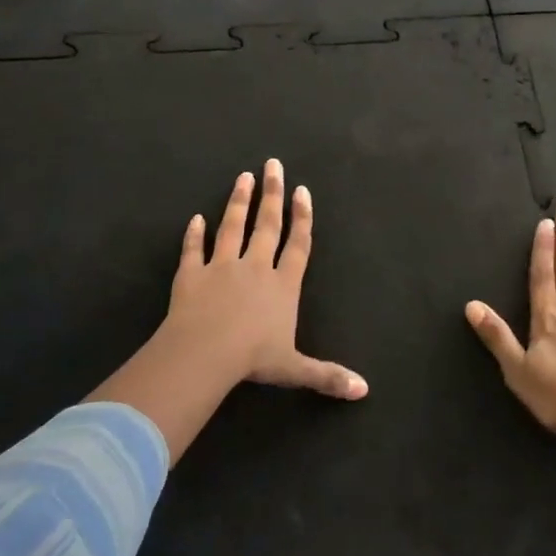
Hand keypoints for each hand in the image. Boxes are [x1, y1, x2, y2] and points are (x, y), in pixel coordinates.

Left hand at [150, 159, 366, 400]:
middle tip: (273, 164)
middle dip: (272, 194)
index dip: (302, 217)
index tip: (301, 191)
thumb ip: (327, 375)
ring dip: (238, 201)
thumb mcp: (295, 369)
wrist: (205, 352)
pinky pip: (193, 249)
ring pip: (232, 227)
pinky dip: (193, 234)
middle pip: (267, 224)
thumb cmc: (254, 358)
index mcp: (283, 285)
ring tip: (243, 176)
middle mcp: (255, 267)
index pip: (298, 244)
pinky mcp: (192, 274)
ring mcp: (221, 266)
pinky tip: (195, 219)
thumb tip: (363, 391)